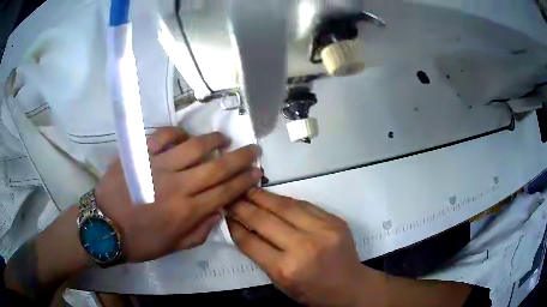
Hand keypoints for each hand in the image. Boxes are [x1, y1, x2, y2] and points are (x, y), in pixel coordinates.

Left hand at [95, 127, 261, 262]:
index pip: (225, 192)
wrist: (104, 226)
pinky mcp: (141, 154)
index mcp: (187, 212)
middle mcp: (178, 186)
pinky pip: (164, 136)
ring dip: (214, 140)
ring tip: (224, 139)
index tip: (257, 172)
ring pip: (194, 146)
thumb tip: (218, 211)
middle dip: (240, 158)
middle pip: (217, 167)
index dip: (244, 181)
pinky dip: (178, 133)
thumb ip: (200, 231)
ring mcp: (158, 166)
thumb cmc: (140, 241)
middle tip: (253, 149)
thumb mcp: (174, 247)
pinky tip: (185, 137)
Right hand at [227, 189, 368, 306]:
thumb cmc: (311, 291)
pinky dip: (285, 199)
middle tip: (231, 196)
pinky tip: (273, 196)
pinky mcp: (334, 220)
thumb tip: (242, 229)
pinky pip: (304, 204)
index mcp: (286, 269)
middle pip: (265, 220)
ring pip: (285, 206)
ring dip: (263, 196)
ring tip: (248, 190)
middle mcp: (303, 247)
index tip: (225, 214)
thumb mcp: (281, 282)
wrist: (349, 286)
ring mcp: (322, 230)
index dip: (235, 226)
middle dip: (243, 206)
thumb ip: (261, 257)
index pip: (251, 242)